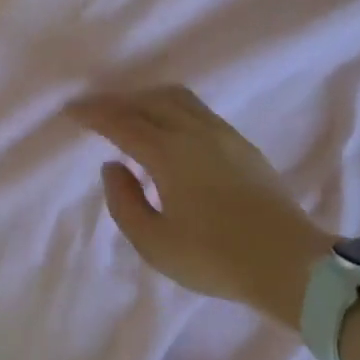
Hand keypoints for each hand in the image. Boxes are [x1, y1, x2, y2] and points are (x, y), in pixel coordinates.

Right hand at [66, 85, 337, 326]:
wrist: (288, 260)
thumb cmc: (215, 257)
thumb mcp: (155, 244)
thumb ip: (125, 202)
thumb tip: (113, 166)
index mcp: (169, 153)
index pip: (122, 122)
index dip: (94, 114)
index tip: (72, 110)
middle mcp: (194, 131)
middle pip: (148, 101)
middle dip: (117, 101)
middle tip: (94, 111)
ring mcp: (222, 133)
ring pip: (176, 98)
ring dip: (146, 99)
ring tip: (129, 112)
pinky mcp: (241, 143)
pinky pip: (196, 109)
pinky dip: (170, 107)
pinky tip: (168, 127)